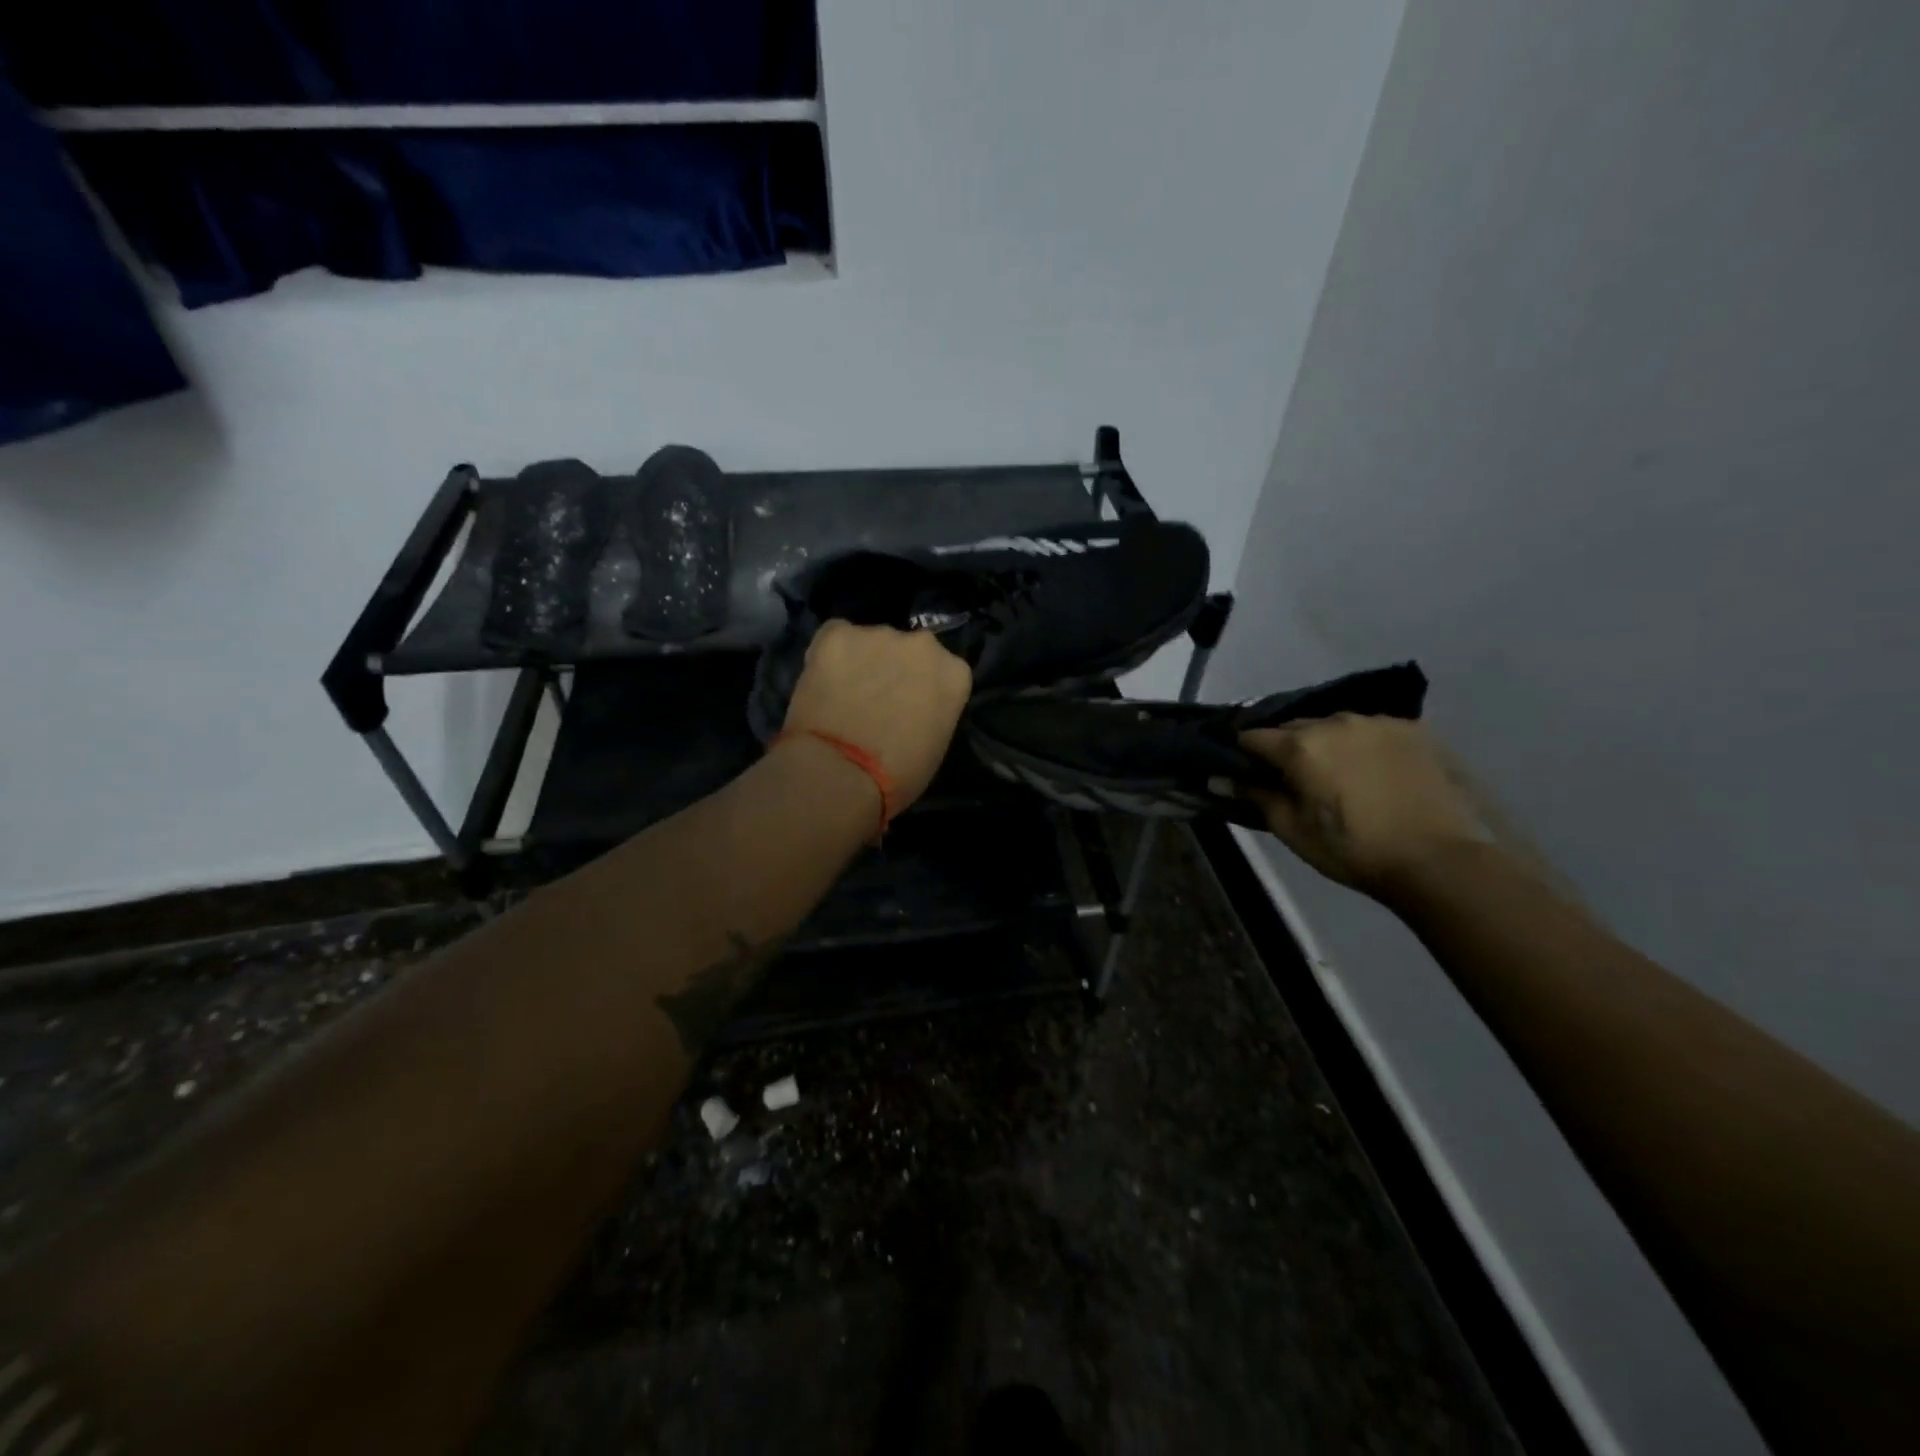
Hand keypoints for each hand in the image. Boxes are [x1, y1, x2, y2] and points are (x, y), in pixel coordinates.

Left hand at [781, 620, 972, 810]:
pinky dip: (829, 657)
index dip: (922, 689)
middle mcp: (923, 644)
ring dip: (861, 661)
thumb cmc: (898, 775)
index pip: (943, 672)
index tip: (908, 708)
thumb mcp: (935, 745)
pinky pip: (834, 638)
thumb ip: (931, 711)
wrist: (841, 772)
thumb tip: (912, 708)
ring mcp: (878, 634)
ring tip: (843, 694)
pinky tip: (821, 683)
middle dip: (895, 668)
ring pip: (870, 643)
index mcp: (955, 673)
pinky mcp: (837, 633)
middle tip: (875, 699)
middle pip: (909, 650)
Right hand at [1239, 715, 1484, 895]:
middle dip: (1285, 747)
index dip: (1242, 753)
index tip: (1243, 770)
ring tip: (1335, 773)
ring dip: (1325, 743)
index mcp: (1299, 745)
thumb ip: (1255, 797)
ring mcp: (1377, 722)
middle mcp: (1334, 722)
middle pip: (1293, 728)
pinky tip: (1372, 771)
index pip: (1252, 736)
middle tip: (1291, 778)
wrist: (1439, 859)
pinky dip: (1363, 744)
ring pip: (1334, 725)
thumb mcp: (1292, 830)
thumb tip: (1220, 779)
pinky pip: (1372, 730)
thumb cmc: (1353, 849)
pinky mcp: (1413, 729)